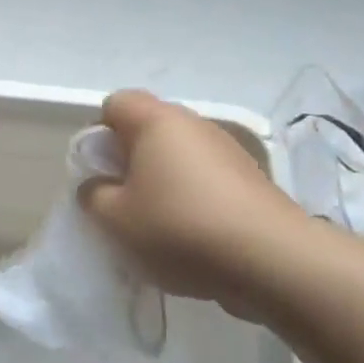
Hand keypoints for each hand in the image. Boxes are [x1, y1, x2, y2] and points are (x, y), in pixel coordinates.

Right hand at [82, 90, 316, 320]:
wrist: (270, 259)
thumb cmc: (179, 227)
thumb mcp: (115, 219)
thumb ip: (93, 195)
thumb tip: (98, 186)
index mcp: (156, 121)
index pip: (116, 103)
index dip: (99, 132)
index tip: (99, 170)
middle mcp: (194, 124)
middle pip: (149, 128)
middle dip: (130, 159)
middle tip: (122, 199)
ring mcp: (227, 149)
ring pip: (179, 155)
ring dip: (163, 180)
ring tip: (158, 222)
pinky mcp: (251, 177)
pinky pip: (206, 177)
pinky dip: (192, 196)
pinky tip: (192, 234)